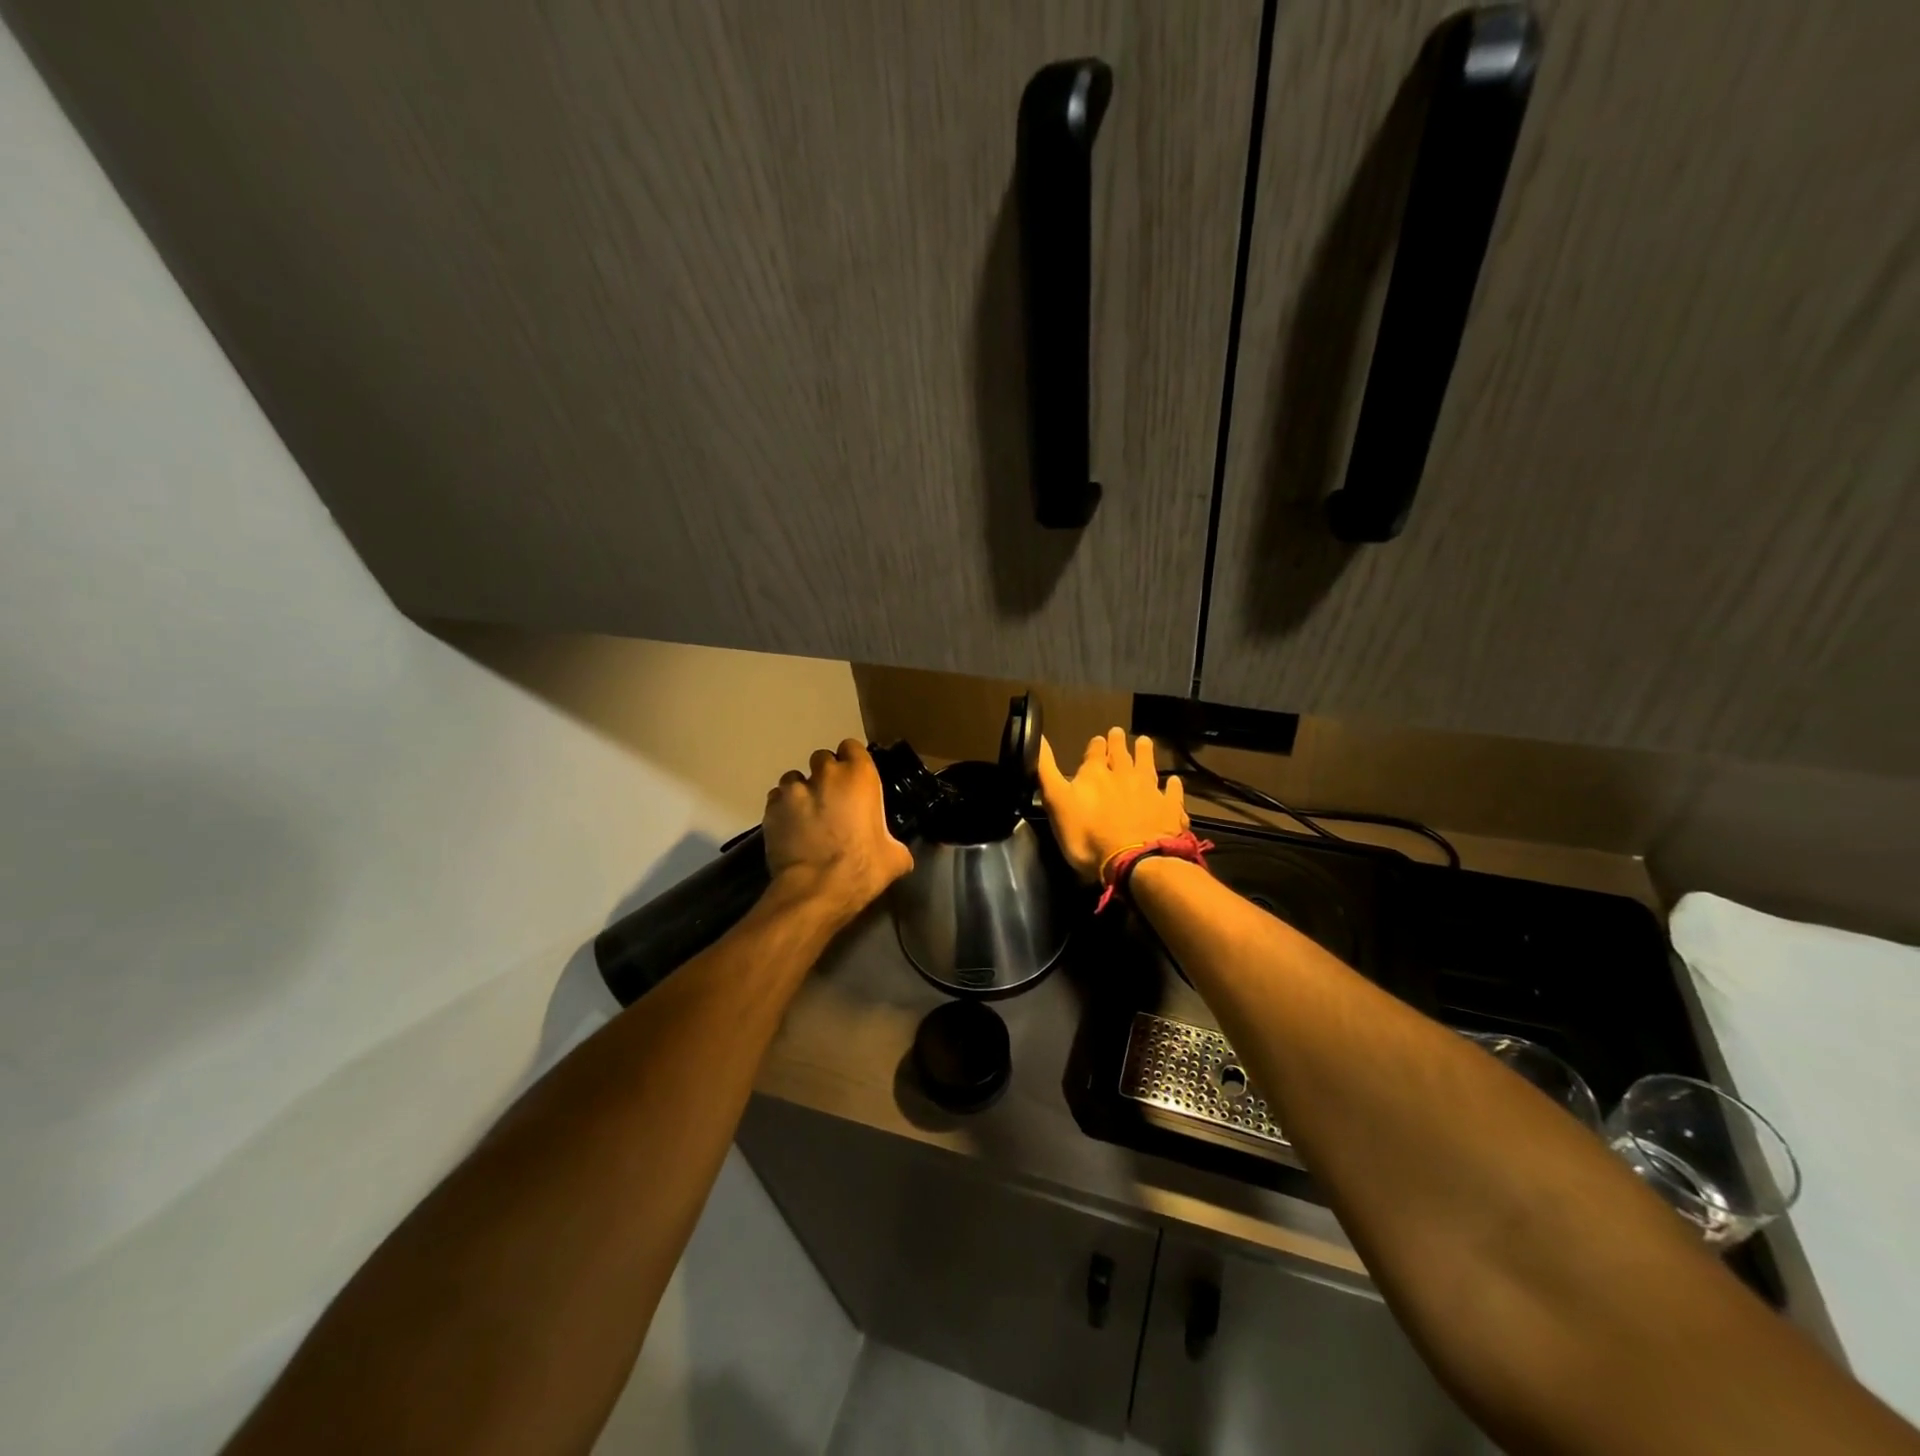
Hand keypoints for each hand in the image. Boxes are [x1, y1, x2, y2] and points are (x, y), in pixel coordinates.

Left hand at [762, 739, 914, 920]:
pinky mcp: (771, 808)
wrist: (816, 890)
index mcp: (859, 777)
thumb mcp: (894, 858)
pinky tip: (790, 828)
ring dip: (802, 791)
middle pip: (822, 759)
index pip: (852, 747)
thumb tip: (898, 853)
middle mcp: (825, 774)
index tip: (855, 780)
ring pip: (795, 778)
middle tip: (832, 800)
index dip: (852, 761)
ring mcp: (794, 790)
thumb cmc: (862, 868)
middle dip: (826, 775)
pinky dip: (783, 809)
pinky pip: (776, 799)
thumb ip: (895, 845)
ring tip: (807, 815)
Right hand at [1037, 728, 1188, 882]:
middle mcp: (1124, 775)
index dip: (1096, 745)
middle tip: (1120, 732)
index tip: (1098, 738)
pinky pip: (1172, 793)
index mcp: (1095, 773)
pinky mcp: (1169, 809)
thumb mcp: (1056, 802)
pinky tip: (1174, 781)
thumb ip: (1046, 770)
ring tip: (1145, 741)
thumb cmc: (1087, 835)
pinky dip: (1172, 786)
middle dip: (1119, 742)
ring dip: (1146, 753)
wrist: (1133, 861)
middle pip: (1122, 754)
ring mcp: (1150, 791)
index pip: (1095, 751)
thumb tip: (1037, 736)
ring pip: (1148, 765)